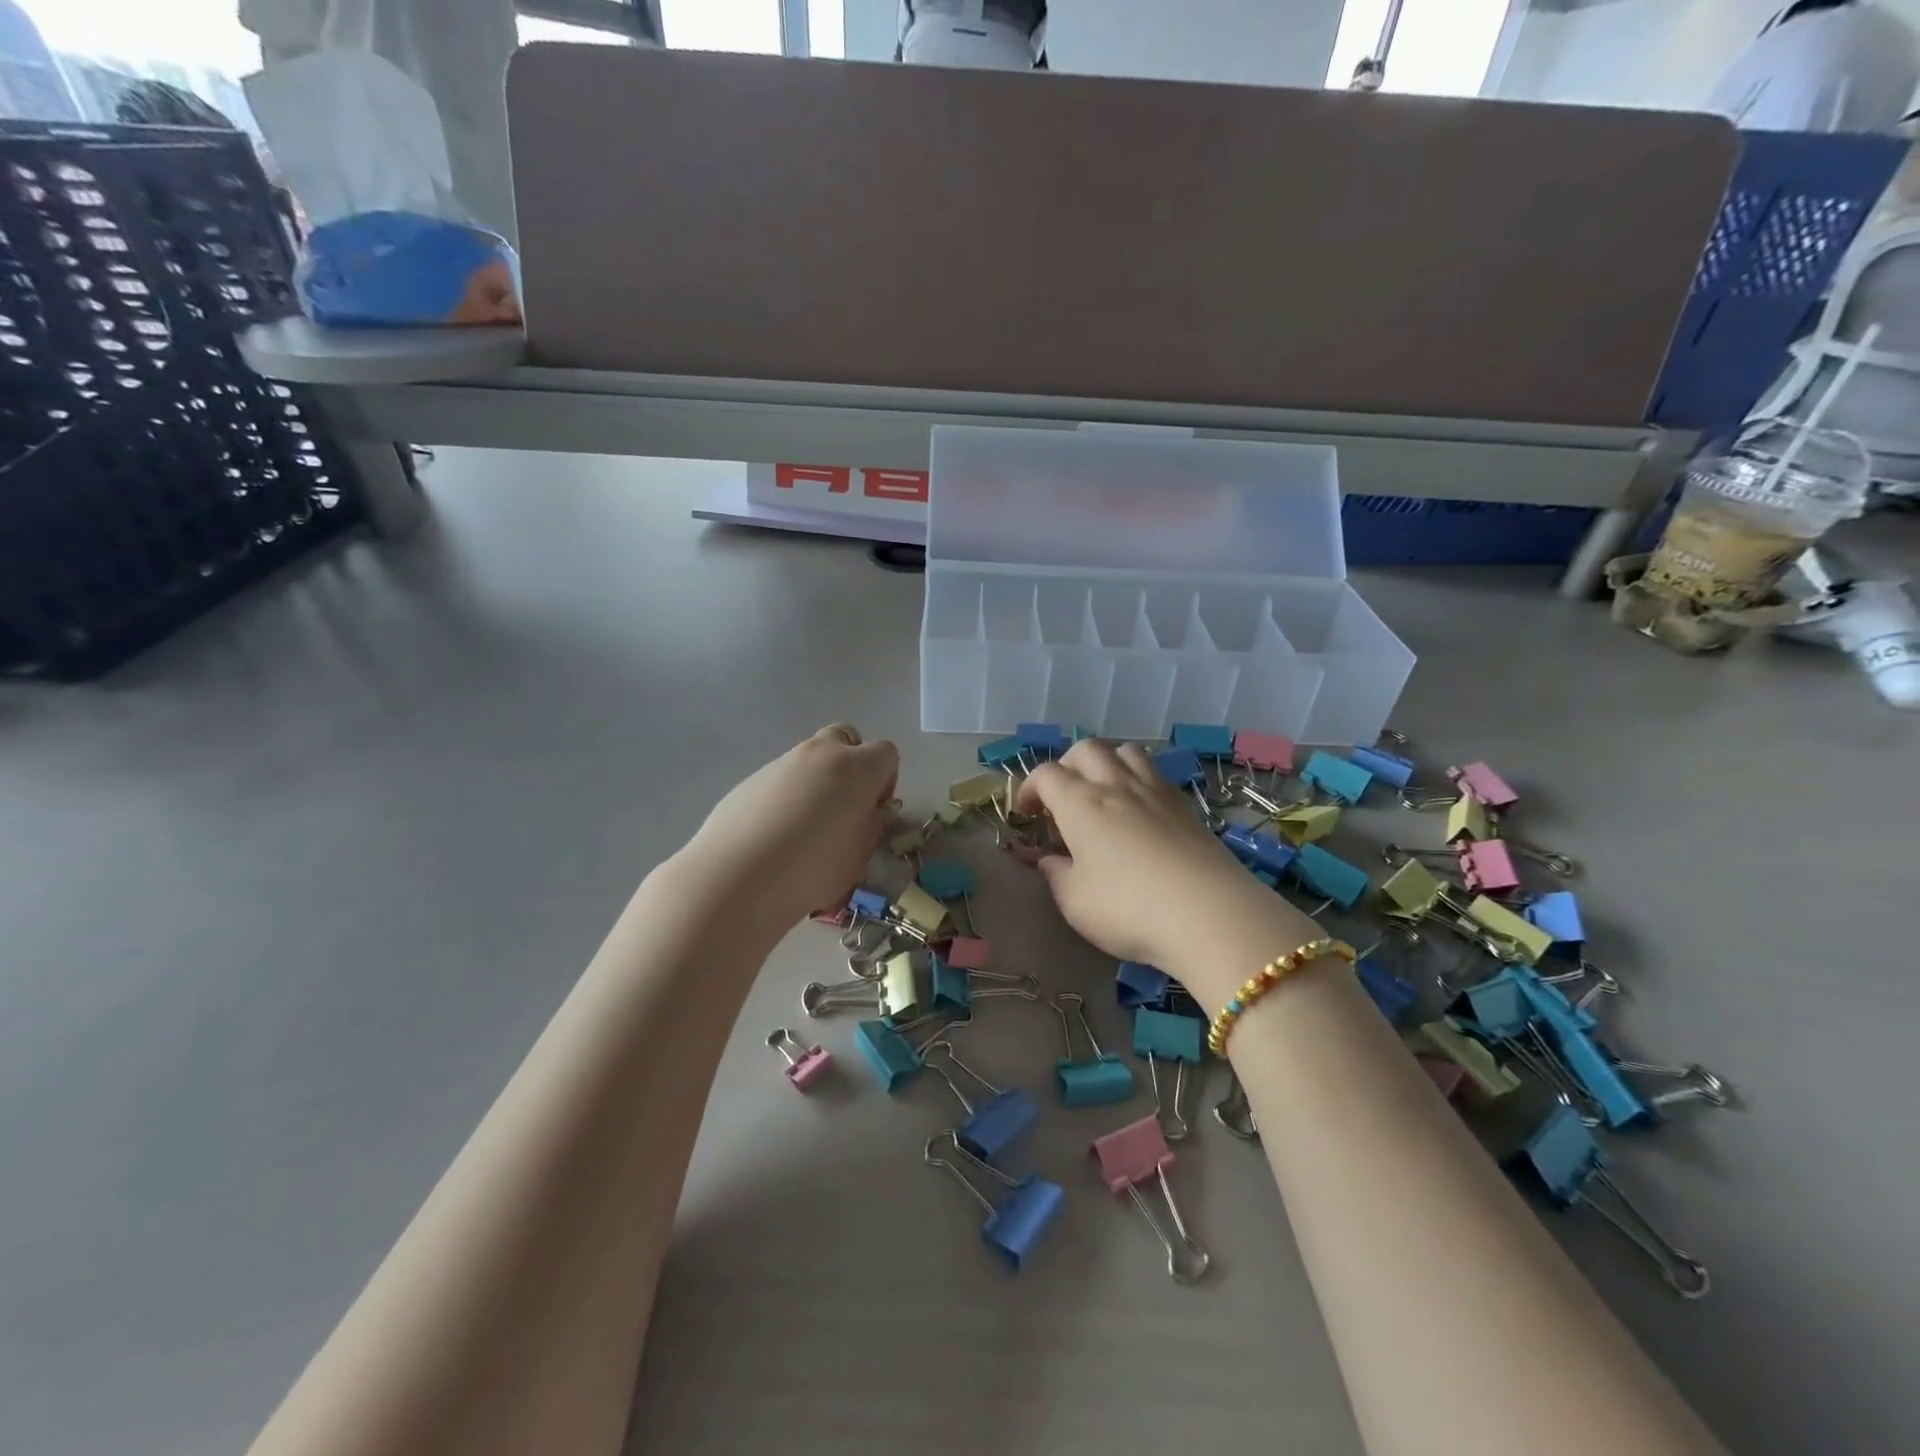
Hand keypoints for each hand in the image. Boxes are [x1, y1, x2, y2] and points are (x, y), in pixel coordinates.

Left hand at [675, 724, 899, 932]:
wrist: (737, 877)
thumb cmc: (813, 869)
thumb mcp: (860, 855)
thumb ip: (872, 826)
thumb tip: (868, 813)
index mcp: (857, 768)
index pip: (886, 754)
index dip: (886, 781)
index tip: (874, 812)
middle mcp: (821, 754)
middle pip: (846, 738)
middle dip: (851, 764)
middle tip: (844, 806)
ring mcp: (782, 763)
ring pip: (811, 758)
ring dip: (818, 781)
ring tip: (806, 828)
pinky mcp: (751, 779)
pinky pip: (781, 779)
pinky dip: (787, 796)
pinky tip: (776, 834)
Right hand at [1016, 741, 1316, 1007]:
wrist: (1209, 914)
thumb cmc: (1128, 908)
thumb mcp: (1075, 902)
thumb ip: (1057, 875)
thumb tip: (1051, 860)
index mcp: (1080, 803)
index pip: (1046, 775)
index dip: (1029, 789)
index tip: (1026, 814)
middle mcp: (1115, 785)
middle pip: (1085, 750)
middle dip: (1066, 766)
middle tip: (1062, 799)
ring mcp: (1155, 791)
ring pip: (1125, 751)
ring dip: (1106, 763)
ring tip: (1102, 793)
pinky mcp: (1185, 805)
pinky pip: (1154, 773)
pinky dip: (1137, 779)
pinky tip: (1139, 810)